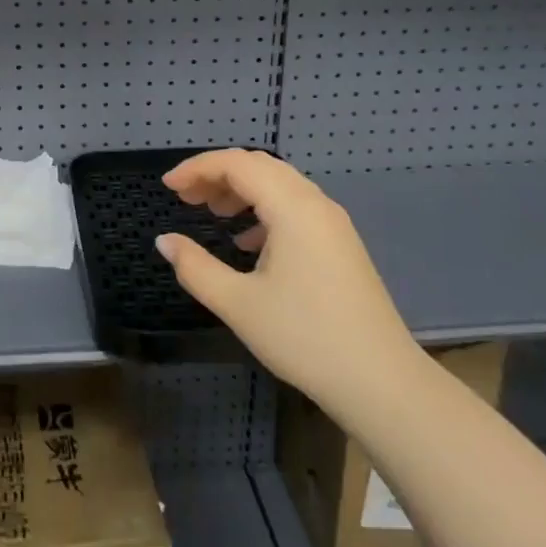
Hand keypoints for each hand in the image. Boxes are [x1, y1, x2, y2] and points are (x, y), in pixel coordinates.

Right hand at [157, 149, 417, 414]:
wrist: (380, 381)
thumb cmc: (304, 338)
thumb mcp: (238, 304)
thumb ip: (195, 267)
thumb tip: (165, 241)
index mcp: (292, 208)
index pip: (237, 164)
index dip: (197, 168)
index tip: (167, 186)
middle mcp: (315, 204)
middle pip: (260, 167)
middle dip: (217, 174)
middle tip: (184, 197)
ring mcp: (333, 223)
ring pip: (279, 185)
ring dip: (241, 190)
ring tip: (211, 213)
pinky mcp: (340, 244)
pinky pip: (295, 207)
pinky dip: (263, 211)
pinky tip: (246, 242)